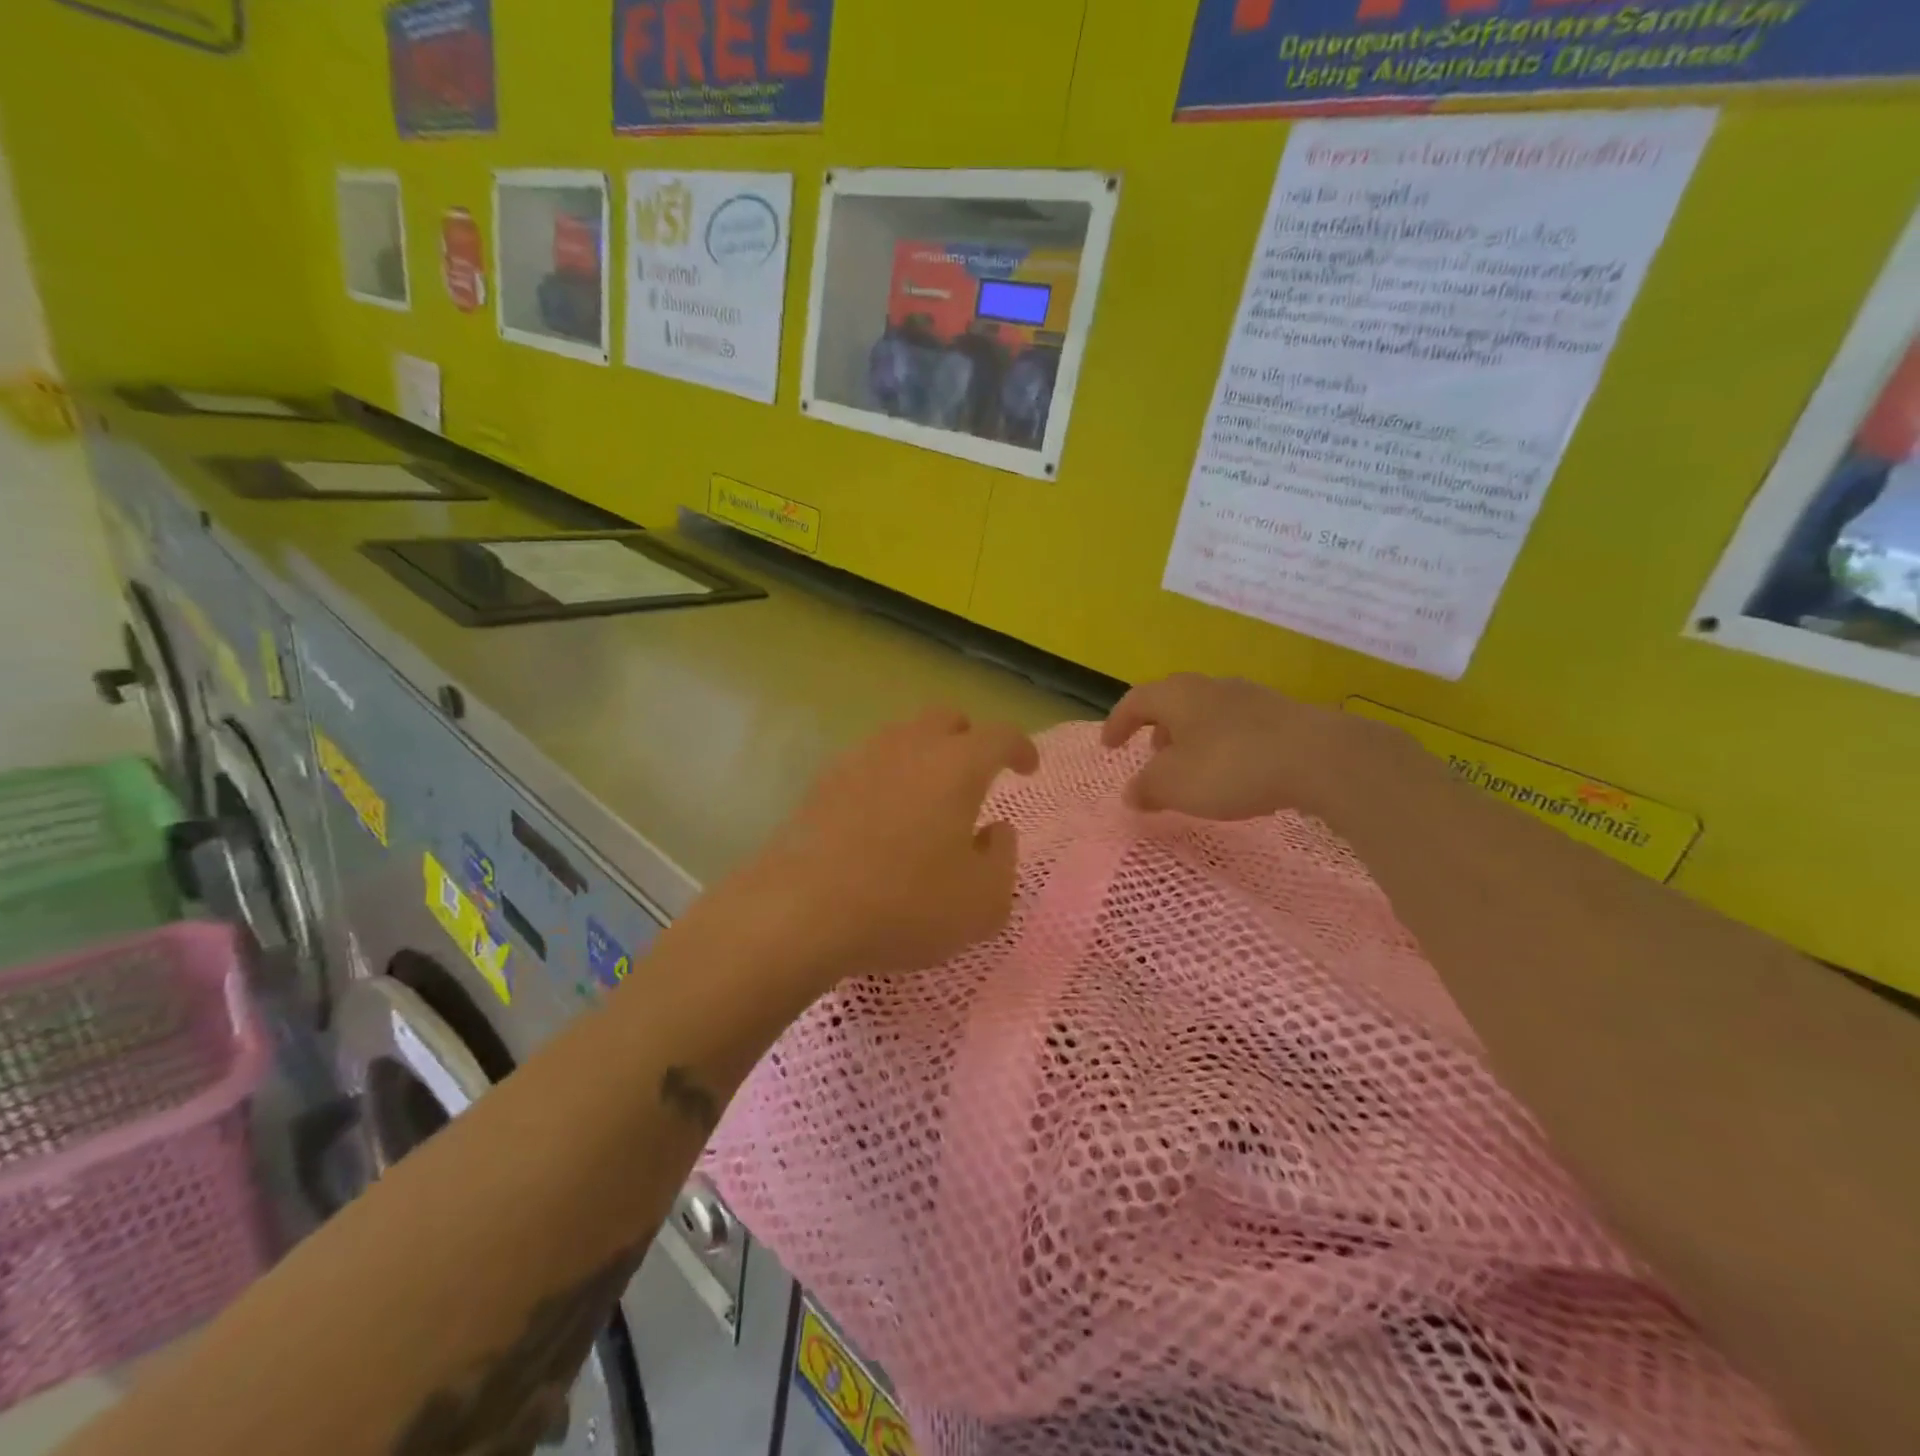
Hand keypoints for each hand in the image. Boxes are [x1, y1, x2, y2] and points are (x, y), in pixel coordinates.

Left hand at [739, 708, 1039, 982]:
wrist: (801, 911)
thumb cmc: (906, 905)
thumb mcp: (983, 902)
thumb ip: (1003, 859)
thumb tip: (995, 831)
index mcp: (956, 765)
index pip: (999, 736)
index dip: (1020, 747)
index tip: (1027, 768)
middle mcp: (909, 747)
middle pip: (945, 718)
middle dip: (968, 737)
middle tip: (976, 773)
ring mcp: (859, 760)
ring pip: (902, 736)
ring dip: (924, 755)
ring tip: (928, 797)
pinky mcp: (822, 783)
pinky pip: (867, 763)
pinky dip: (886, 777)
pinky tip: (882, 816)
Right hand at [1101, 674, 1420, 822]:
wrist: (1318, 758)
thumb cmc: (1230, 766)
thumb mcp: (1174, 786)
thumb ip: (1146, 789)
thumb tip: (1132, 793)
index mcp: (1177, 695)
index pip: (1135, 700)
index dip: (1117, 723)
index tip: (1110, 746)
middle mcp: (1210, 687)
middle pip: (1173, 701)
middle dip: (1157, 728)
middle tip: (1151, 755)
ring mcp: (1250, 697)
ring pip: (1207, 713)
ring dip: (1191, 737)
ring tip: (1191, 767)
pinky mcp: (1282, 716)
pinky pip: (1237, 726)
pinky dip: (1222, 745)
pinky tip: (1233, 772)